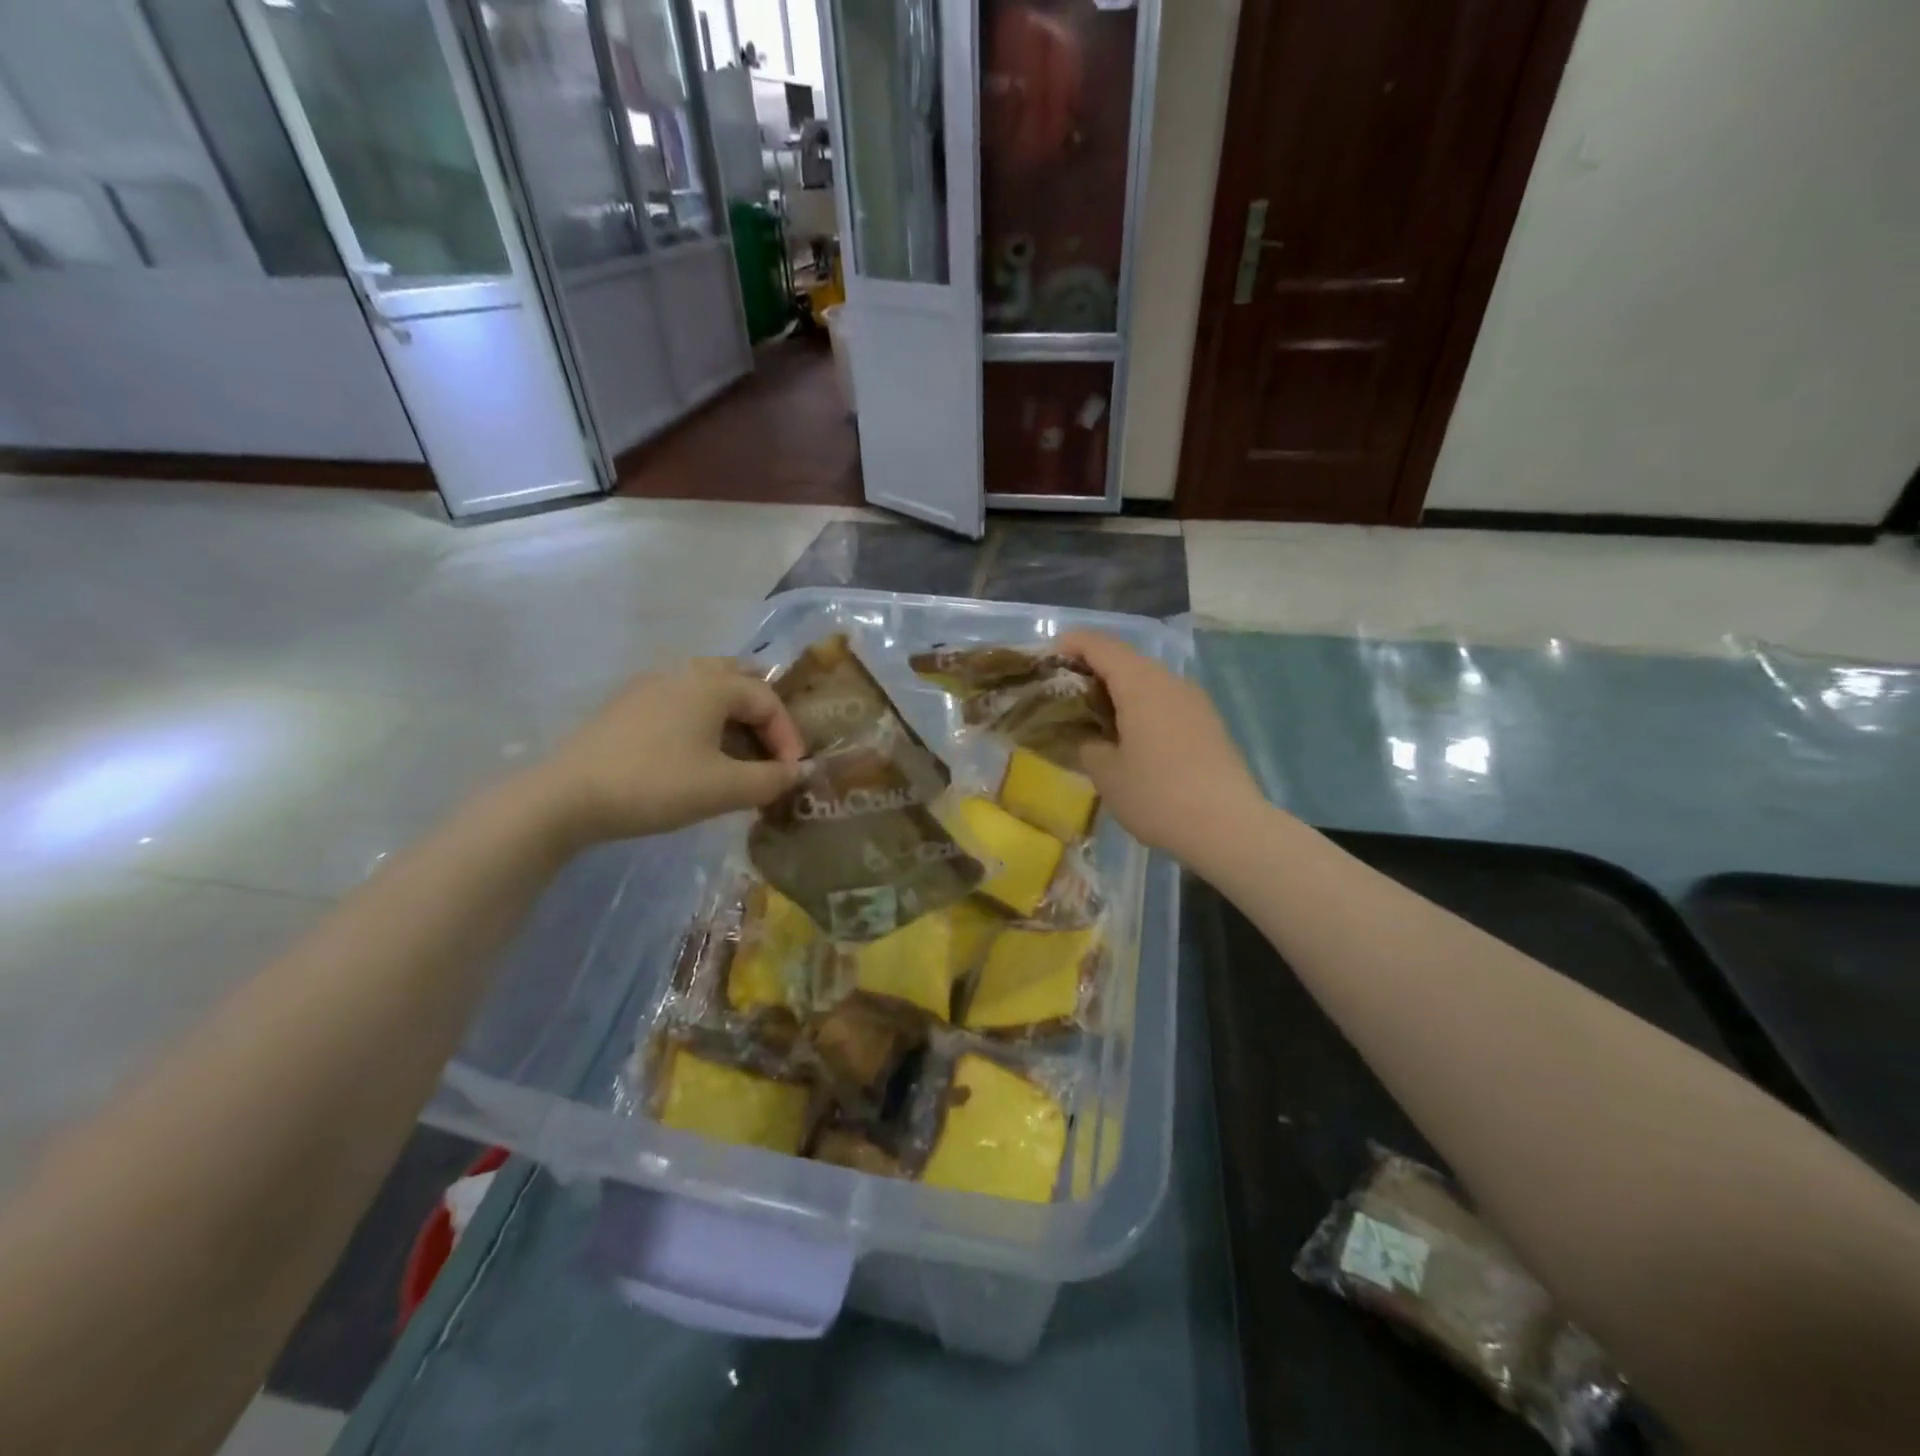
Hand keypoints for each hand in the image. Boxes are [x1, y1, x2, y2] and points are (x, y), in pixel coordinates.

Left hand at [534, 659, 804, 844]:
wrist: (566, 797)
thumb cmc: (656, 785)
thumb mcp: (724, 788)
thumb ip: (771, 779)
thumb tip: (800, 772)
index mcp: (712, 683)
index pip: (767, 699)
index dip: (788, 736)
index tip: (790, 773)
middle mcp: (683, 672)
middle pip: (738, 680)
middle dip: (762, 714)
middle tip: (771, 749)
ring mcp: (650, 684)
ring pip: (706, 689)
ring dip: (732, 717)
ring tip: (738, 753)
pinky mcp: (626, 705)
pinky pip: (680, 701)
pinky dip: (702, 720)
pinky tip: (696, 753)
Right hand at [1059, 631, 1265, 865]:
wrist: (1228, 827)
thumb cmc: (1157, 796)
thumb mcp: (1106, 773)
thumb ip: (1088, 744)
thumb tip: (1090, 736)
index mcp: (1140, 683)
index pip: (1100, 645)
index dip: (1071, 645)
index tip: (1047, 661)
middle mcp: (1169, 680)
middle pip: (1125, 659)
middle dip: (1092, 669)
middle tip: (1065, 694)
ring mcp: (1193, 700)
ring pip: (1147, 680)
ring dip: (1118, 689)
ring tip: (1094, 717)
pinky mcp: (1207, 721)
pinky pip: (1165, 700)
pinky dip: (1141, 706)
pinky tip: (1130, 736)